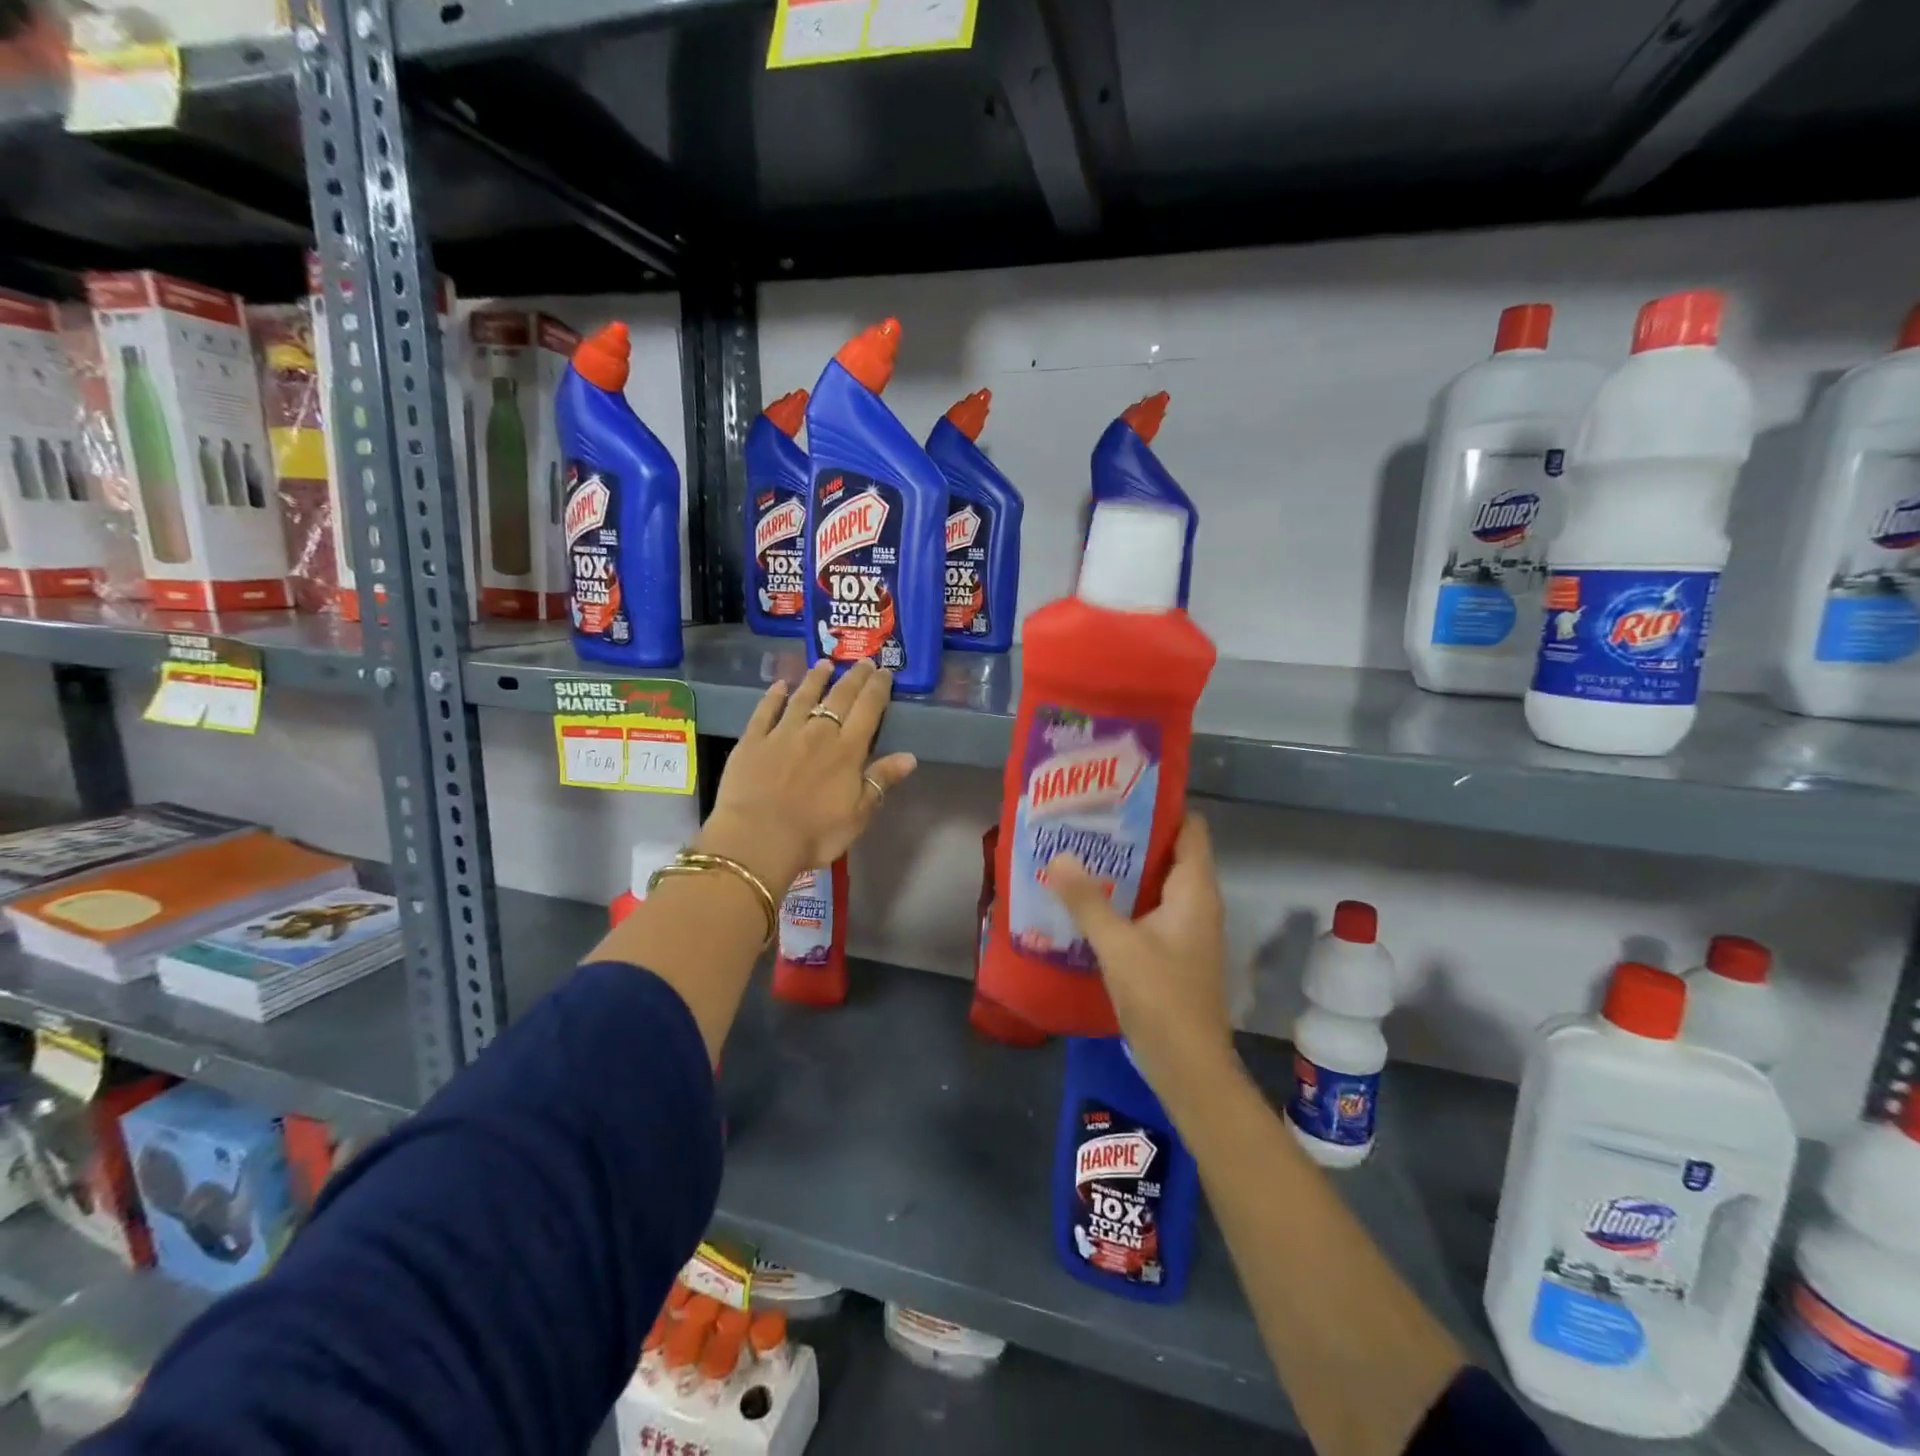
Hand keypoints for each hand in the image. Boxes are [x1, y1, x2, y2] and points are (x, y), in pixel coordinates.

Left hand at [699, 659, 917, 892]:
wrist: (757, 840)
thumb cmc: (815, 834)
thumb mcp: (858, 815)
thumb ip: (881, 781)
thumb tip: (910, 756)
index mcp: (847, 750)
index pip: (868, 710)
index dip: (878, 688)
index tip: (885, 671)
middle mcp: (818, 733)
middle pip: (839, 697)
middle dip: (854, 677)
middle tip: (863, 661)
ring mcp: (783, 733)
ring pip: (804, 697)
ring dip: (816, 678)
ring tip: (825, 663)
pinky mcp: (752, 740)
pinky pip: (765, 710)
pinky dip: (774, 695)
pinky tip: (780, 684)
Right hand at [1046, 815, 1233, 1094]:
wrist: (1188, 1065)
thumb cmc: (1161, 997)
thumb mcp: (1117, 944)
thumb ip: (1086, 899)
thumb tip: (1058, 856)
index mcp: (1195, 890)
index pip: (1190, 827)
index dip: (1161, 806)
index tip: (1119, 793)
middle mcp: (1198, 901)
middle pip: (1171, 851)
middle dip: (1132, 835)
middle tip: (1088, 820)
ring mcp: (1187, 927)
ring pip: (1158, 881)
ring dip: (1126, 868)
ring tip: (1083, 850)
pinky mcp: (1174, 949)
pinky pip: (1151, 907)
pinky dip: (1126, 897)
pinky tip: (1091, 898)